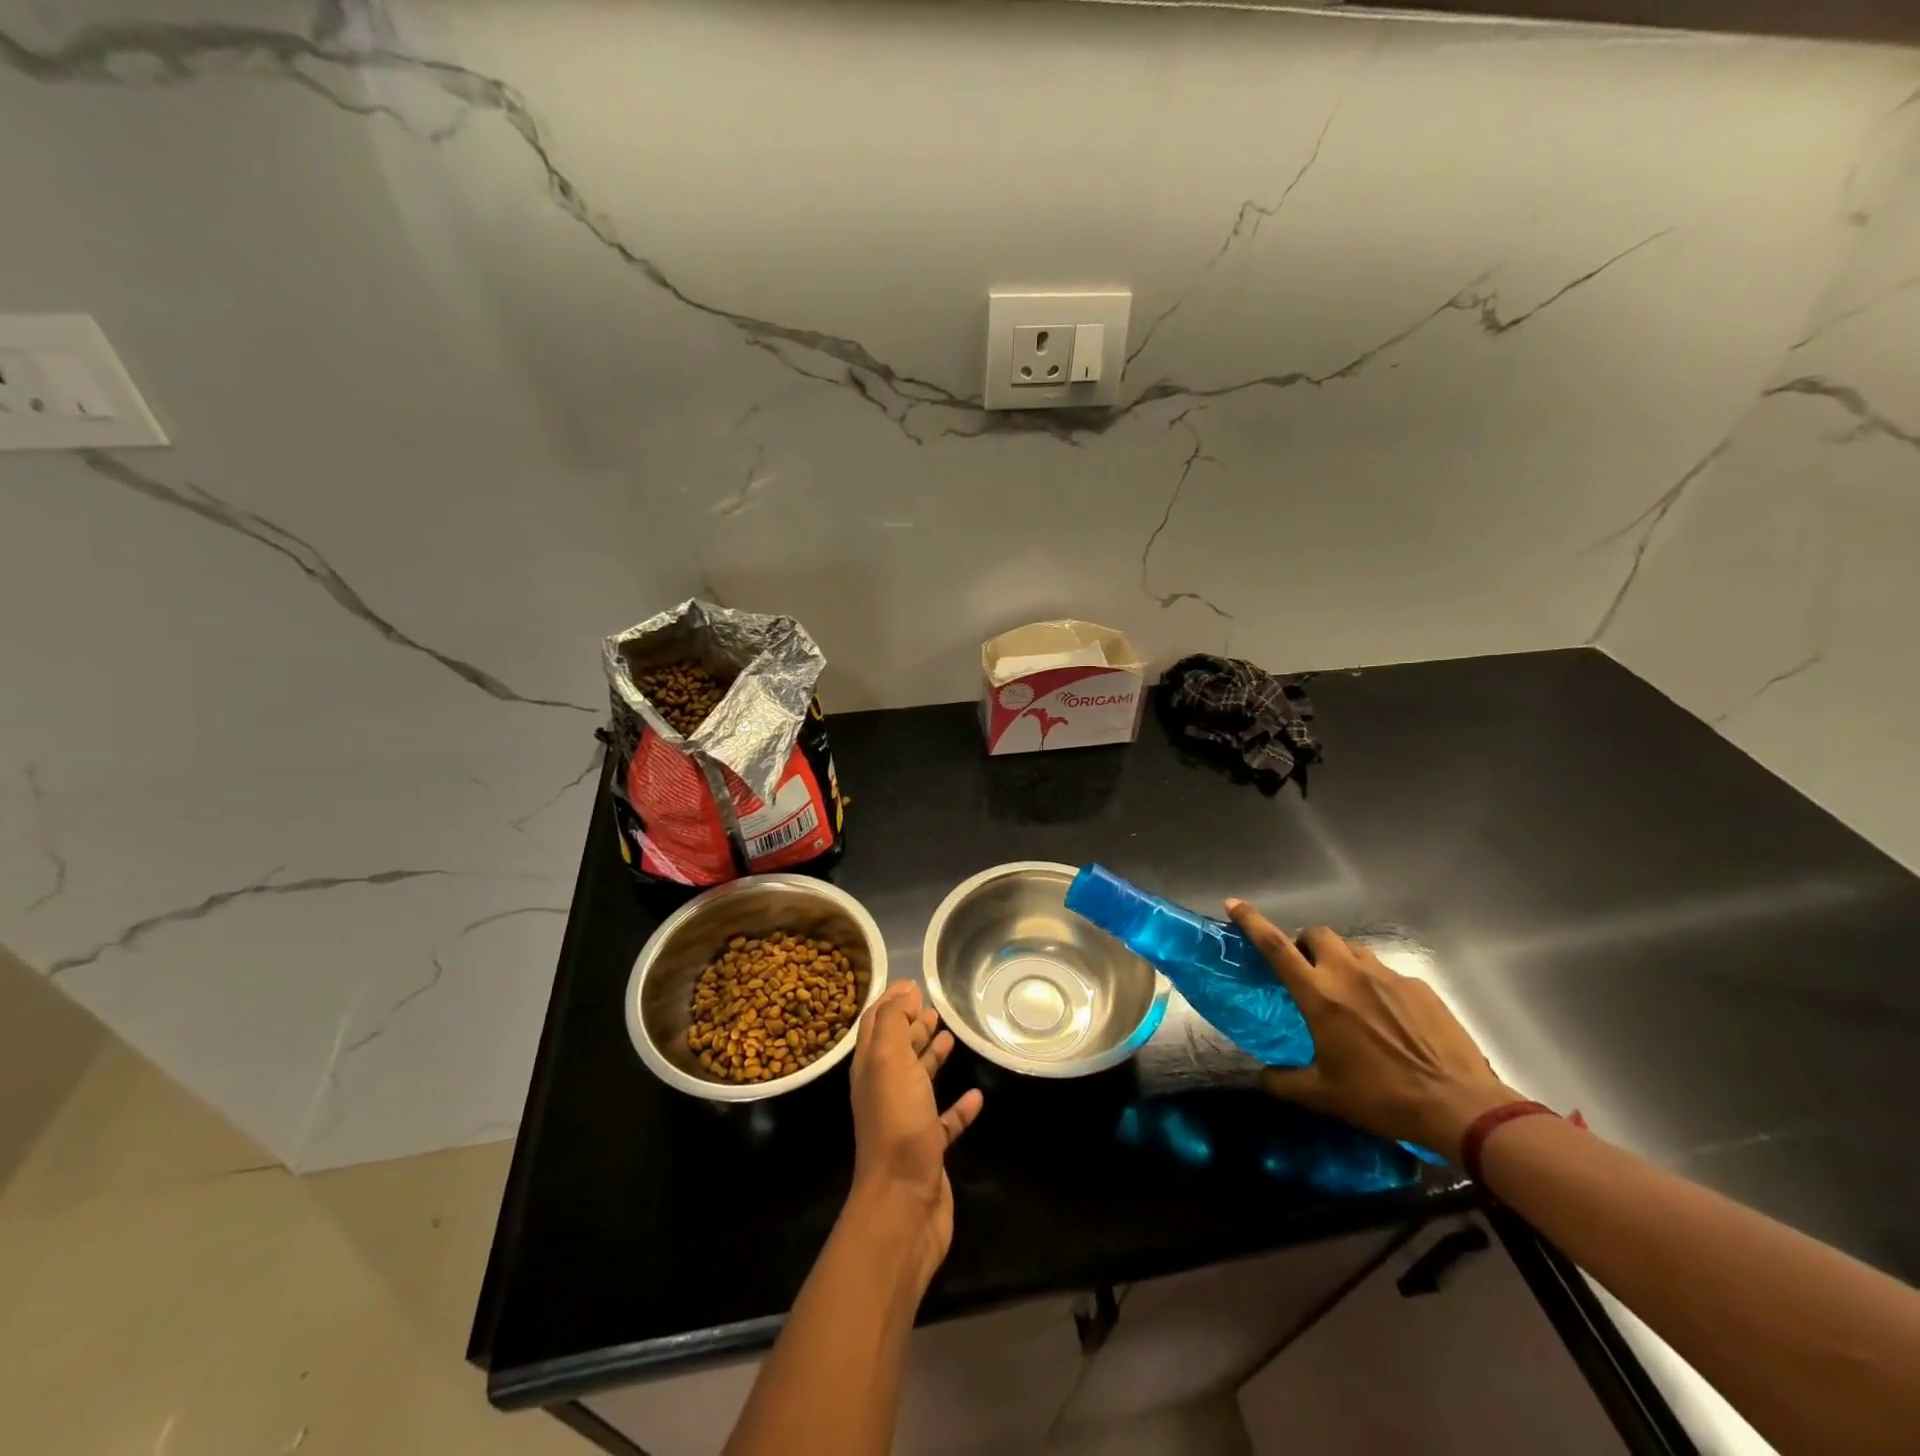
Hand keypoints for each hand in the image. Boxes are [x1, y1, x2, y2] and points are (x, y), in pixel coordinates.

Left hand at [847, 981, 983, 1281]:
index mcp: (871, 1069)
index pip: (877, 1025)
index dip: (891, 1002)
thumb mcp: (889, 1062)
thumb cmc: (897, 1124)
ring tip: (951, 1037)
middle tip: (934, 1007)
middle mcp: (886, 1091)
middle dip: (912, 1025)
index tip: (913, 983)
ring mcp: (907, 1121)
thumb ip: (894, 1023)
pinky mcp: (930, 1148)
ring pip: (919, 1080)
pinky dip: (958, 1106)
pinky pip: (945, 1119)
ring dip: (932, 1057)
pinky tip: (976, 1095)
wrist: (903, 1203)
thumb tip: (904, 991)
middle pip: (897, 1050)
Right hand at [1225, 901, 1518, 1160]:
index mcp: (1320, 995)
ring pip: (1353, 950)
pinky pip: (1387, 974)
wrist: (1460, 1107)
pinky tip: (1388, 1018)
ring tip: (1347, 994)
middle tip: (1306, 969)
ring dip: (1340, 961)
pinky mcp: (1419, 987)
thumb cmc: (1382, 1097)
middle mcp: (1350, 975)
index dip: (1251, 921)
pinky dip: (1377, 985)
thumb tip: (1261, 1078)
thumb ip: (1284, 1082)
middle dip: (1305, 942)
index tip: (1234, 904)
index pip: (1276, 946)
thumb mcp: (1323, 1095)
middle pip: (1318, 933)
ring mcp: (1388, 977)